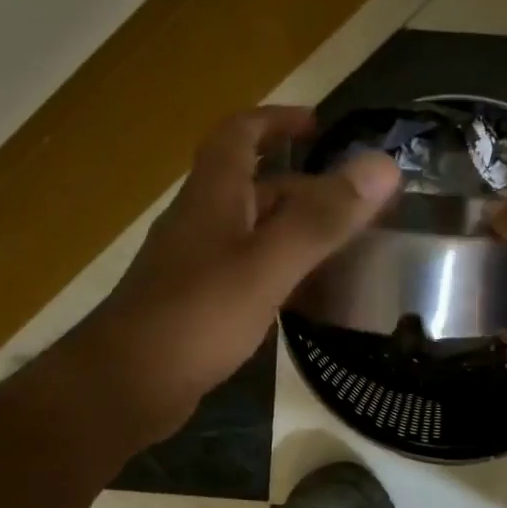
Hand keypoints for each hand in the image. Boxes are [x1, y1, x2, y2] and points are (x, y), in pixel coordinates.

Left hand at [79, 107, 399, 442]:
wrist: (124, 387)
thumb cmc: (196, 316)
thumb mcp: (267, 264)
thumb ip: (323, 218)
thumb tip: (383, 166)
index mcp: (214, 196)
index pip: (240, 134)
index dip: (277, 120)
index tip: (319, 124)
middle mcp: (203, 220)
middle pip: (255, 185)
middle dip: (305, 185)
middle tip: (357, 202)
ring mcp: (198, 263)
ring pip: (254, 230)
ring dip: (296, 227)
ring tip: (346, 244)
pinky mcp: (200, 302)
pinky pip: (249, 269)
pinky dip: (283, 268)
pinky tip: (309, 293)